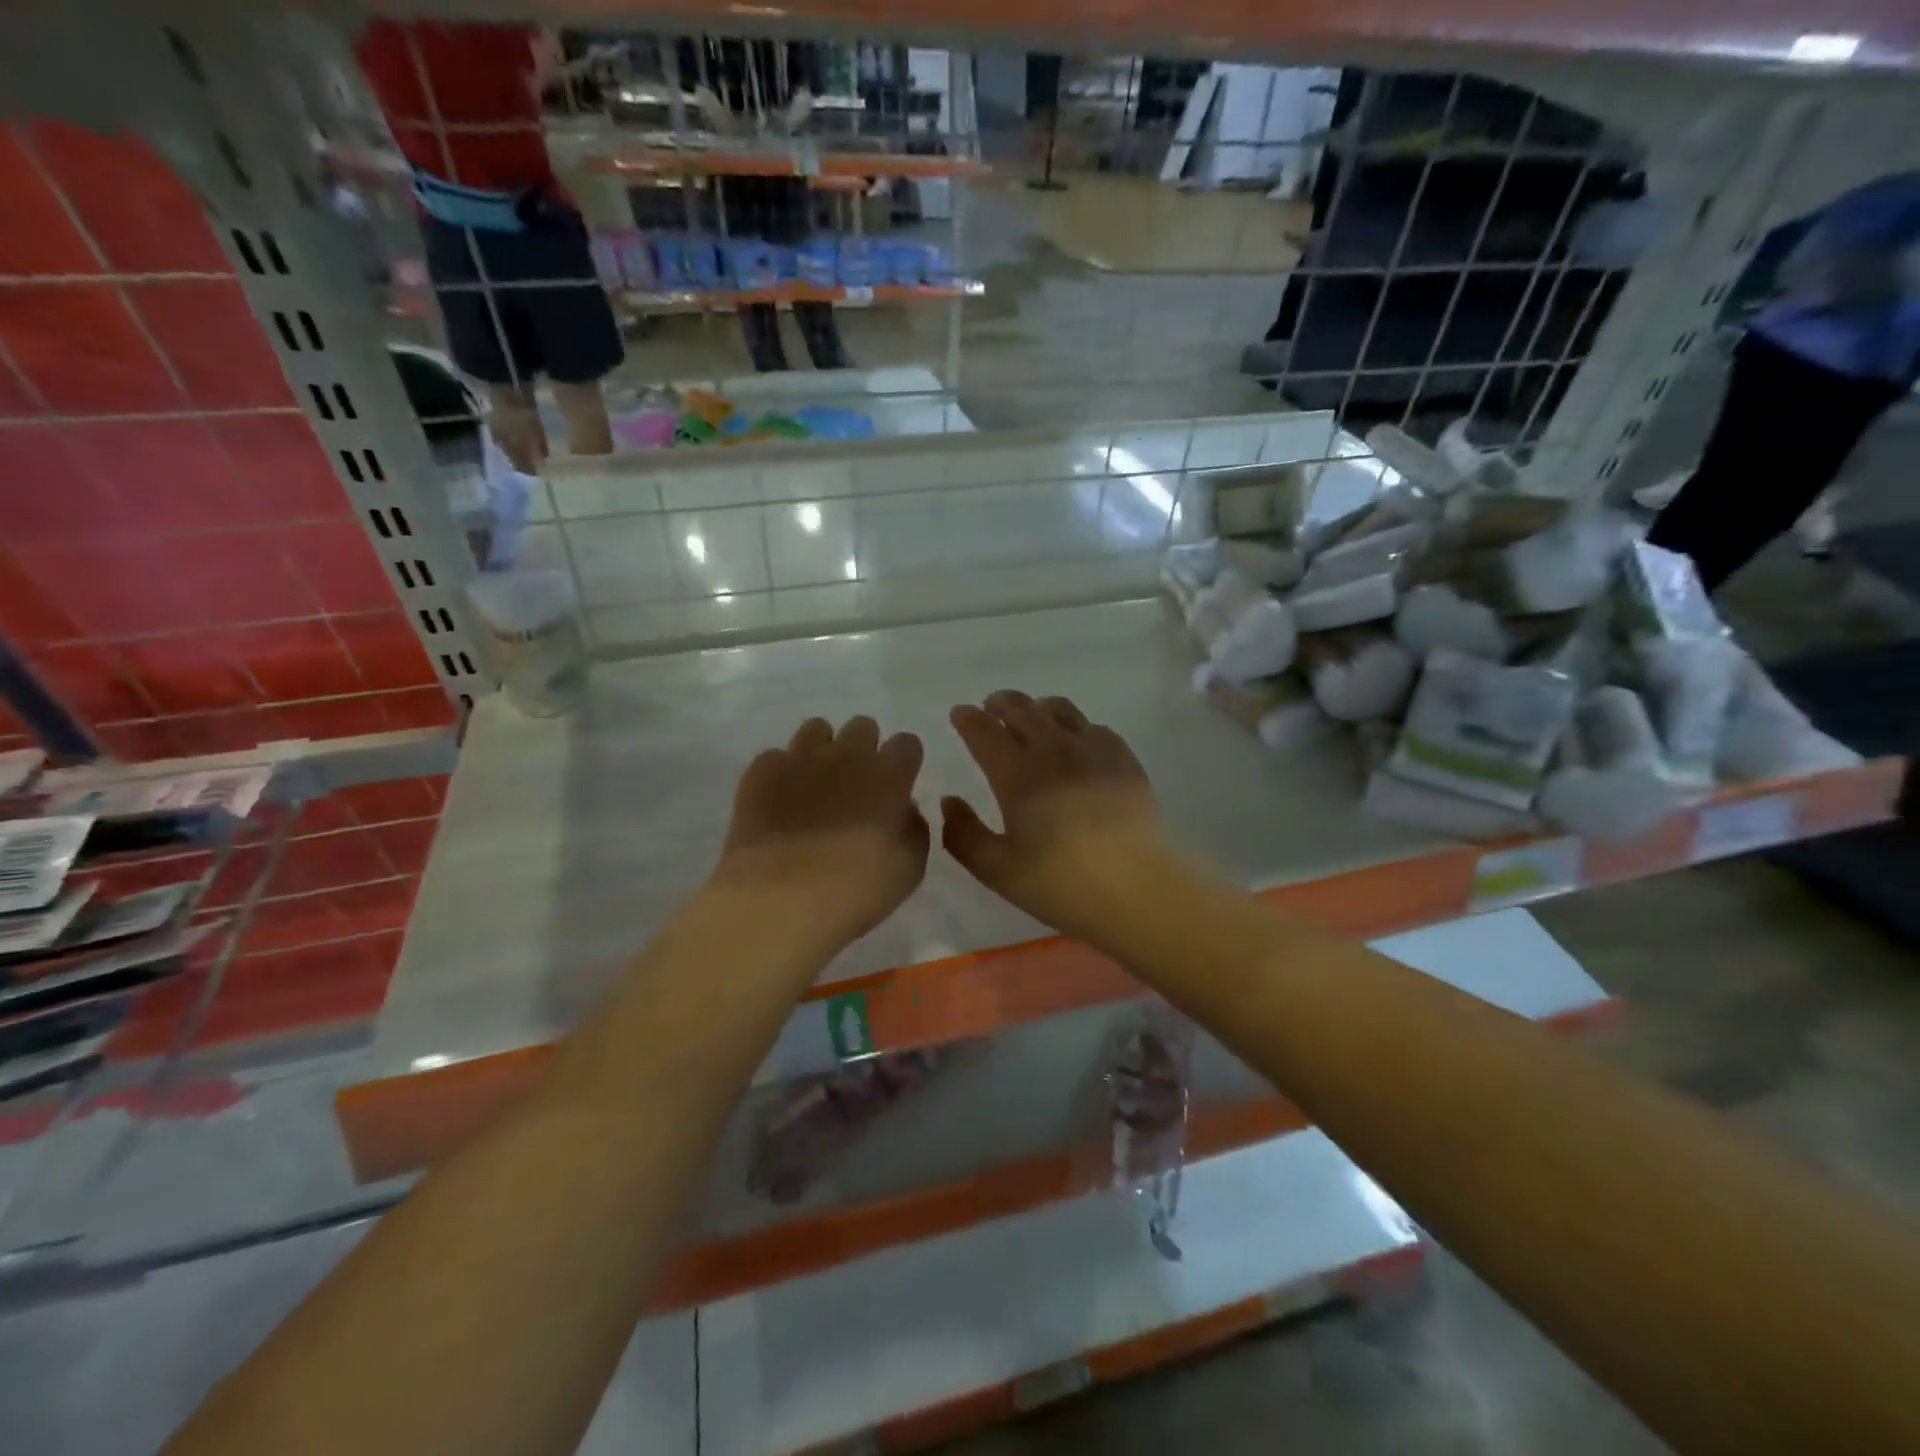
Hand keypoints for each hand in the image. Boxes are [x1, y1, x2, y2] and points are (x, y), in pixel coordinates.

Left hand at [714, 715, 928, 949]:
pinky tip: (778, 802)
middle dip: (863, 748)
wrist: (781, 898)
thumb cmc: (857, 889)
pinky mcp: (761, 771)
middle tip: (856, 784)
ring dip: (822, 750)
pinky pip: (775, 756)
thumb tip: (902, 809)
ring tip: (814, 784)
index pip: (907, 743)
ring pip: (817, 729)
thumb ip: (913, 828)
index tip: (897, 785)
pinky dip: (780, 773)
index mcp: (889, 774)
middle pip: (863, 726)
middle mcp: (847, 754)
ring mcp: (801, 757)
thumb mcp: (909, 868)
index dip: (903, 763)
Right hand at [942, 691, 1163, 942]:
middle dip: (1000, 703)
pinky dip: (1075, 727)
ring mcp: (1093, 750)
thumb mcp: (997, 871)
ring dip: (1037, 707)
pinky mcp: (1124, 759)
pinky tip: (1076, 744)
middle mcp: (1054, 751)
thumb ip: (963, 834)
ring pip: (1060, 709)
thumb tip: (950, 801)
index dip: (968, 718)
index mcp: (1018, 776)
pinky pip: (1094, 727)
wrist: (1135, 892)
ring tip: (1032, 717)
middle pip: (1022, 708)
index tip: (960, 713)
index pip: (985, 731)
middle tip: (991, 708)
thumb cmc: (1060, 885)